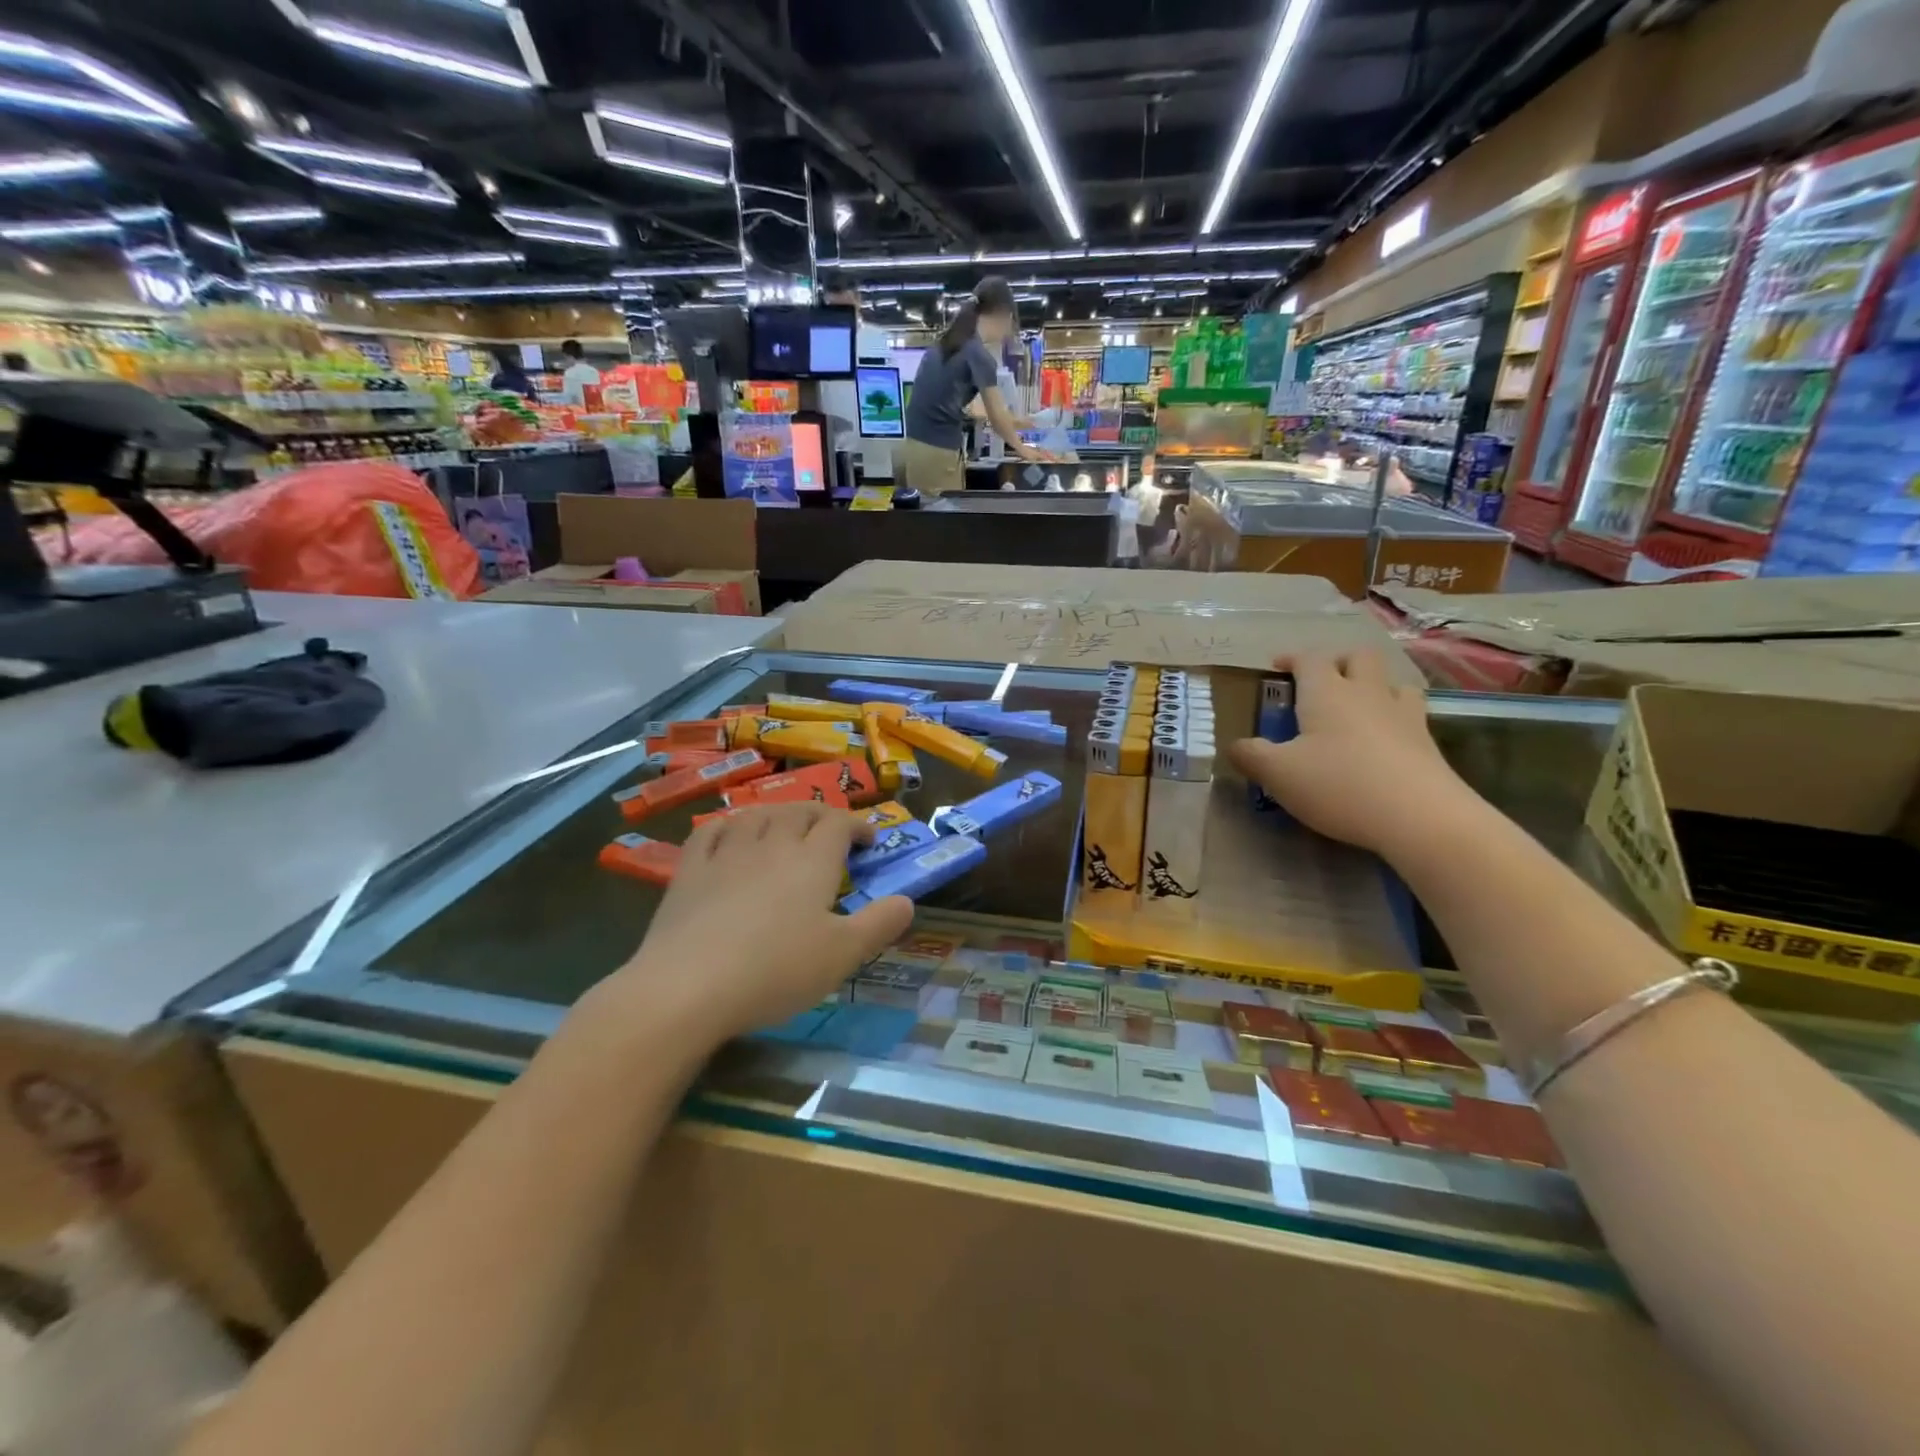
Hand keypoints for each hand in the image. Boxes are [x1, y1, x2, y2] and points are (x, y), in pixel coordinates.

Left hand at [614, 804, 913, 1040]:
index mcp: (812, 861)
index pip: (839, 824)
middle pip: (799, 812)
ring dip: (777, 813)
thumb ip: (880, 924)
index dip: (857, 826)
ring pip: (756, 815)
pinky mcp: (689, 871)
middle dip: (820, 815)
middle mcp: (771, 845)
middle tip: (831, 830)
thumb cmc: (776, 970)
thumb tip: (908, 901)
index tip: (868, 840)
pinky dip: (728, 826)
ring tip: (785, 824)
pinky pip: (710, 833)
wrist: (688, 987)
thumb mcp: (843, 955)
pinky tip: (730, 833)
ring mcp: (726, 854)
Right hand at [1226, 652, 1476, 856]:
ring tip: (1357, 706)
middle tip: (1320, 683)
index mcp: (1326, 693)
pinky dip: (1394, 715)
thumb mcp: (1278, 774)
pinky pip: (1410, 712)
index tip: (1277, 667)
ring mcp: (1403, 714)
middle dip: (1337, 662)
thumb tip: (1235, 745)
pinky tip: (1384, 737)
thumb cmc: (1339, 785)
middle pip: (1357, 657)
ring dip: (1372, 684)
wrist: (1420, 817)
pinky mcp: (1427, 741)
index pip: (1308, 658)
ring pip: (1390, 681)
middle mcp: (1366, 693)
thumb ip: (1251, 756)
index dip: (1291, 658)